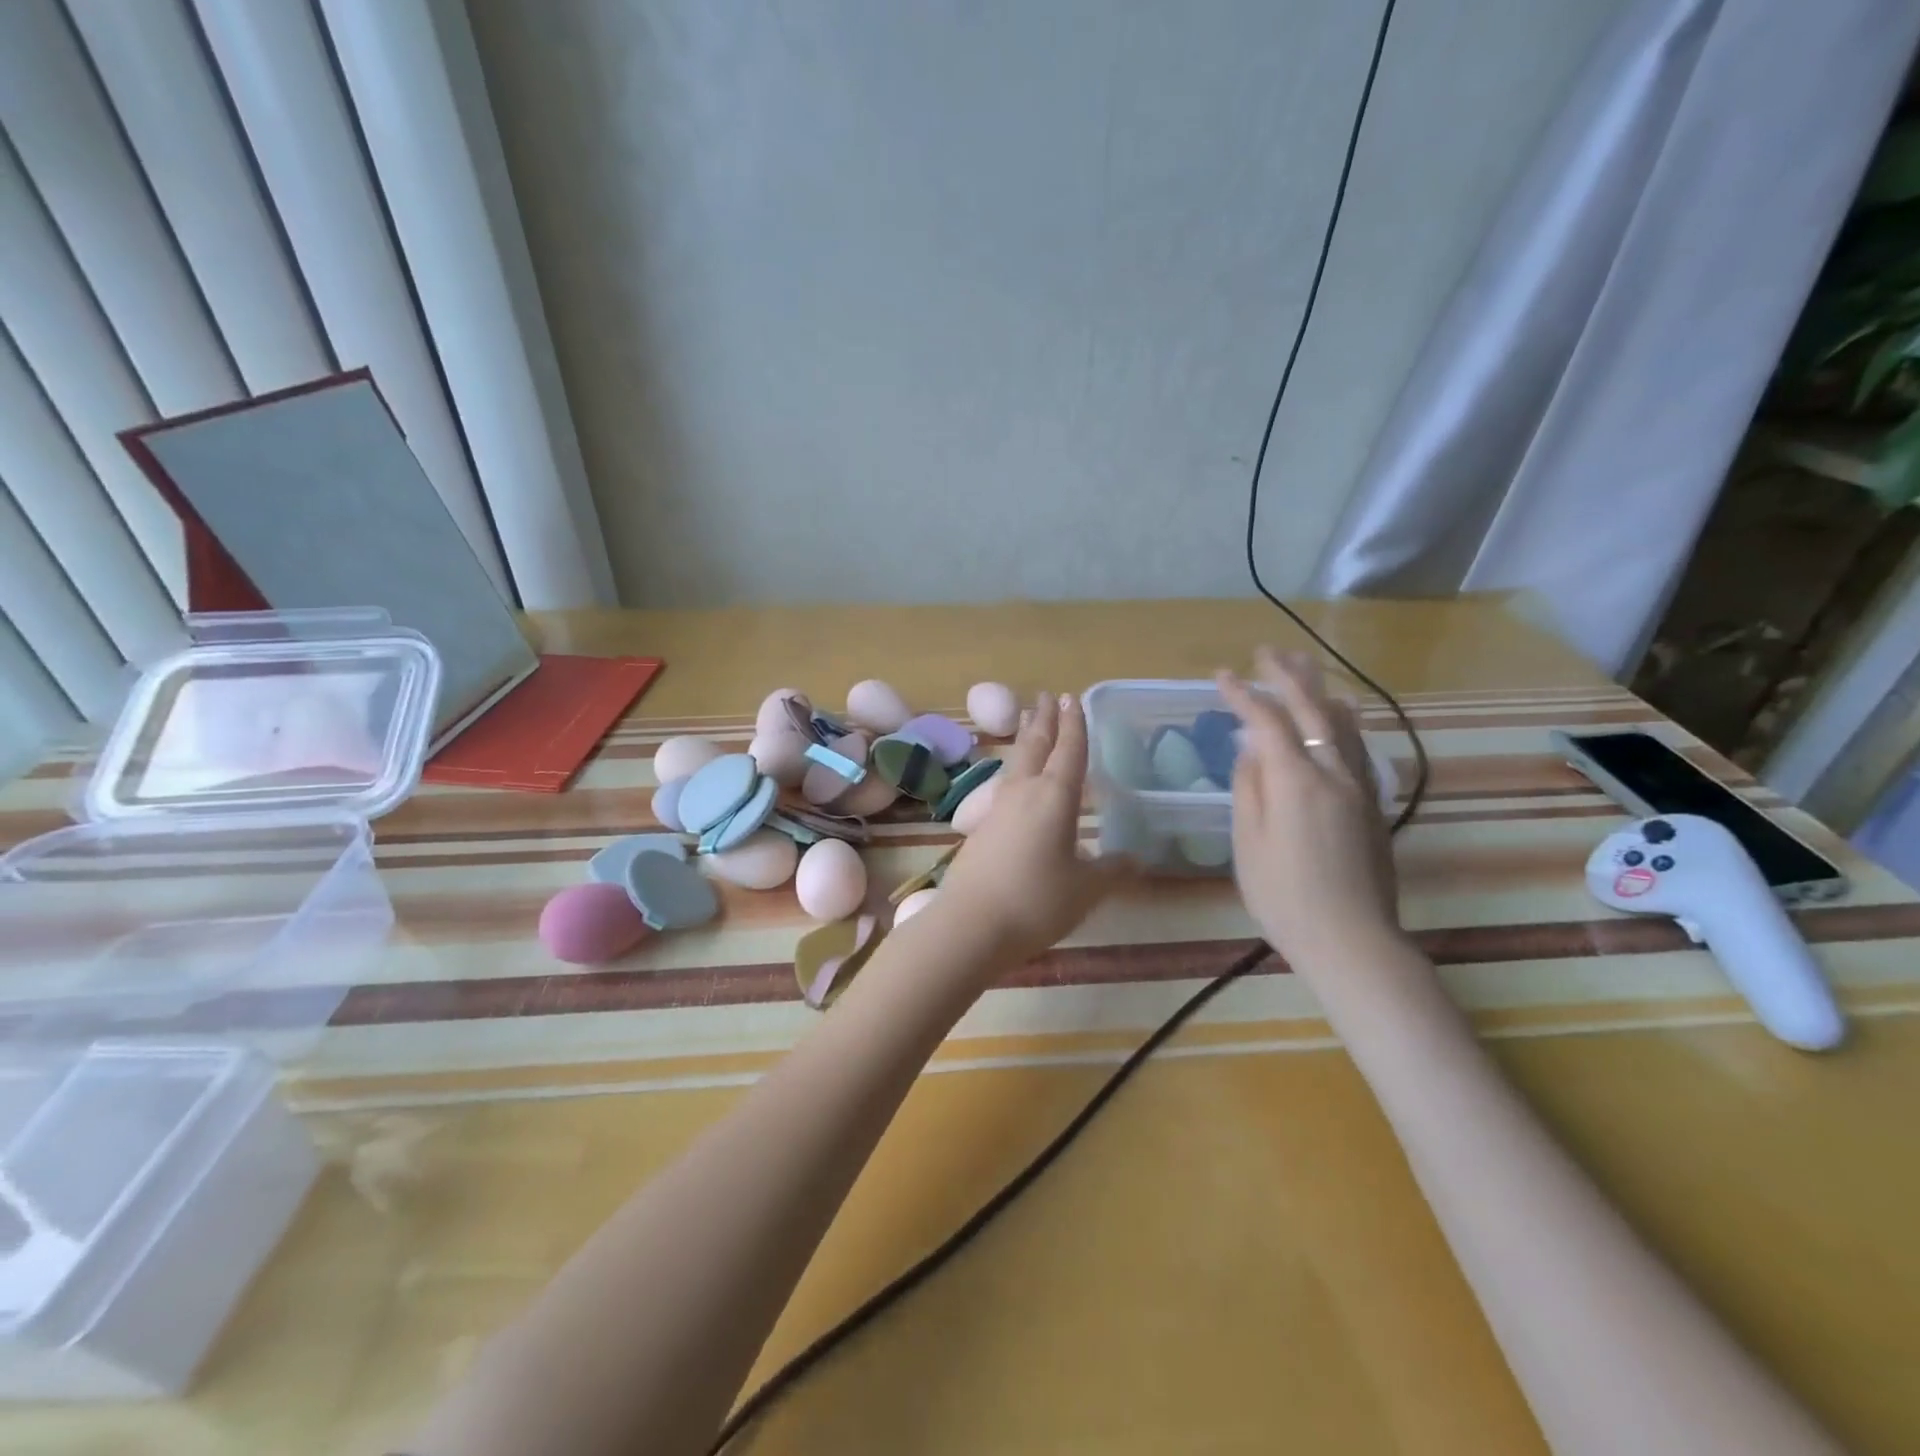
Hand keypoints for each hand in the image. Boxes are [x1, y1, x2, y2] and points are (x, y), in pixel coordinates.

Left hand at [930, 692, 1129, 967]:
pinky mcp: (980, 829)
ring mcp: (997, 809)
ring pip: (1015, 763)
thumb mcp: (1086, 889)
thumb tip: (1135, 859)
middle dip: (1044, 719)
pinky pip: (1004, 787)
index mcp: (1055, 797)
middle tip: (1046, 696)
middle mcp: (1024, 793)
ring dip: (1025, 739)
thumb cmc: (1037, 901)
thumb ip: (1112, 870)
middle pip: (1035, 746)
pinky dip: (1015, 771)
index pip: (1070, 751)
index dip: (1075, 725)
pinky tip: (1016, 784)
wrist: (971, 925)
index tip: (1073, 698)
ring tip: (1028, 723)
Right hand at [1217, 648, 1402, 974]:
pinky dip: (1342, 719)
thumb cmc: (1284, 896)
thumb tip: (1250, 750)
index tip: (1221, 675)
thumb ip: (1248, 789)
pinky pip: (1357, 744)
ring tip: (1303, 666)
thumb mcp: (1248, 844)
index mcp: (1296, 781)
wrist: (1351, 939)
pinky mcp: (1371, 802)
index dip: (1242, 695)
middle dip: (1286, 677)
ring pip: (1341, 722)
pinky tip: (1340, 714)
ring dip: (1319, 689)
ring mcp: (1358, 786)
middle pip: (1311, 709)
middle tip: (1267, 652)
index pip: (1267, 722)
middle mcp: (1332, 772)